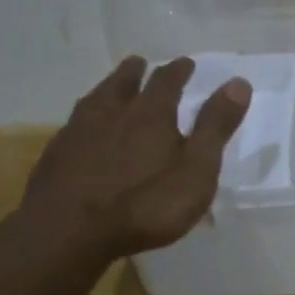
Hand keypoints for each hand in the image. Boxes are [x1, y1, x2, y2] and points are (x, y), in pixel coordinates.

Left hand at [24, 56, 251, 257]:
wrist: (69, 232)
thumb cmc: (145, 204)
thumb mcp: (196, 169)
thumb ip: (215, 127)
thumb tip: (238, 82)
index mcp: (151, 114)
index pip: (167, 82)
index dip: (178, 71)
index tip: (185, 63)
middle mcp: (113, 114)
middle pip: (124, 84)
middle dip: (137, 72)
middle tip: (141, 63)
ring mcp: (79, 133)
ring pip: (95, 100)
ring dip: (107, 88)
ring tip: (111, 86)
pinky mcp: (56, 156)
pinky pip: (74, 125)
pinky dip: (85, 118)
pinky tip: (83, 128)